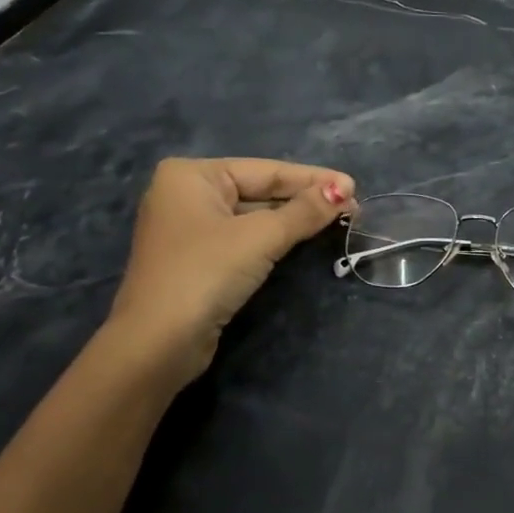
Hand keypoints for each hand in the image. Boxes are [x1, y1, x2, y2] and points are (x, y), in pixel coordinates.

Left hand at [105, 157, 354, 390]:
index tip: (354, 185)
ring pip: (253, 216)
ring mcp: (190, 229)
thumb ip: (303, 212)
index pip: (265, 170)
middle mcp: (186, 194)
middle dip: (305, 199)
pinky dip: (274, 238)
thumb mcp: (260, 238)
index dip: (313, 179)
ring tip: (337, 219)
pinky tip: (303, 239)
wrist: (158, 342)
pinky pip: (244, 239)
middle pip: (259, 190)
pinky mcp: (198, 259)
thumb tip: (343, 191)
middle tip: (352, 205)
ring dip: (293, 220)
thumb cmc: (205, 274)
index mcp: (191, 175)